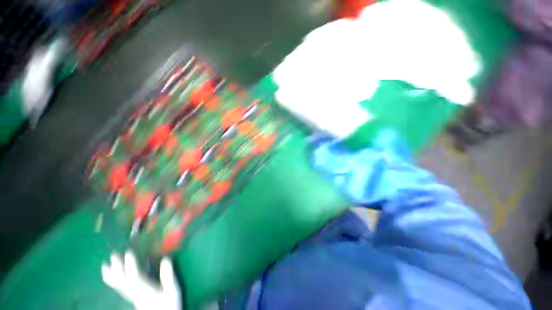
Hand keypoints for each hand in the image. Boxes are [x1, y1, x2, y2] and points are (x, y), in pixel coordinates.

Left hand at [101, 252, 181, 309]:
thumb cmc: (169, 304)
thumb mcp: (173, 290)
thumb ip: (168, 276)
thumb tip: (166, 258)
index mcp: (146, 290)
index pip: (136, 277)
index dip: (131, 265)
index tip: (128, 252)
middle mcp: (136, 292)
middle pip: (124, 280)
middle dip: (118, 267)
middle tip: (113, 254)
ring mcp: (132, 295)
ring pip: (119, 284)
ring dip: (112, 274)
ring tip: (104, 265)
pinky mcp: (132, 296)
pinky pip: (120, 287)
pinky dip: (113, 281)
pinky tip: (110, 276)